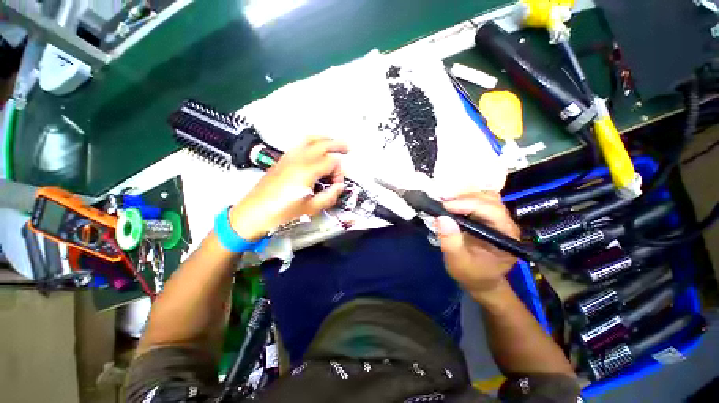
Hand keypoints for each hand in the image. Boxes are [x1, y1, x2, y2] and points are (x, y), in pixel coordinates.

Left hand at [229, 138, 347, 240]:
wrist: (253, 213)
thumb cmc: (282, 213)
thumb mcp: (311, 209)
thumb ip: (329, 196)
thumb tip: (339, 187)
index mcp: (308, 171)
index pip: (332, 163)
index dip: (339, 172)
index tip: (337, 185)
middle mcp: (299, 159)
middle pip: (323, 144)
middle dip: (337, 145)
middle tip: (348, 149)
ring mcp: (289, 157)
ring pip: (310, 140)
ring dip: (324, 139)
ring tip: (334, 143)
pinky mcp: (282, 159)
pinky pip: (300, 144)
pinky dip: (312, 142)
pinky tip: (315, 149)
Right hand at [435, 191, 520, 296]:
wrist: (482, 280)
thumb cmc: (471, 273)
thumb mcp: (457, 261)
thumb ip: (450, 241)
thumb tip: (442, 218)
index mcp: (505, 237)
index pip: (491, 211)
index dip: (468, 204)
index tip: (445, 206)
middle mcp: (506, 225)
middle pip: (490, 200)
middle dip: (465, 198)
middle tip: (442, 201)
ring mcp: (499, 220)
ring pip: (486, 197)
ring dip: (465, 196)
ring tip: (446, 201)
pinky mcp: (490, 218)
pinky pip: (480, 201)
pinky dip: (465, 198)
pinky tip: (453, 203)